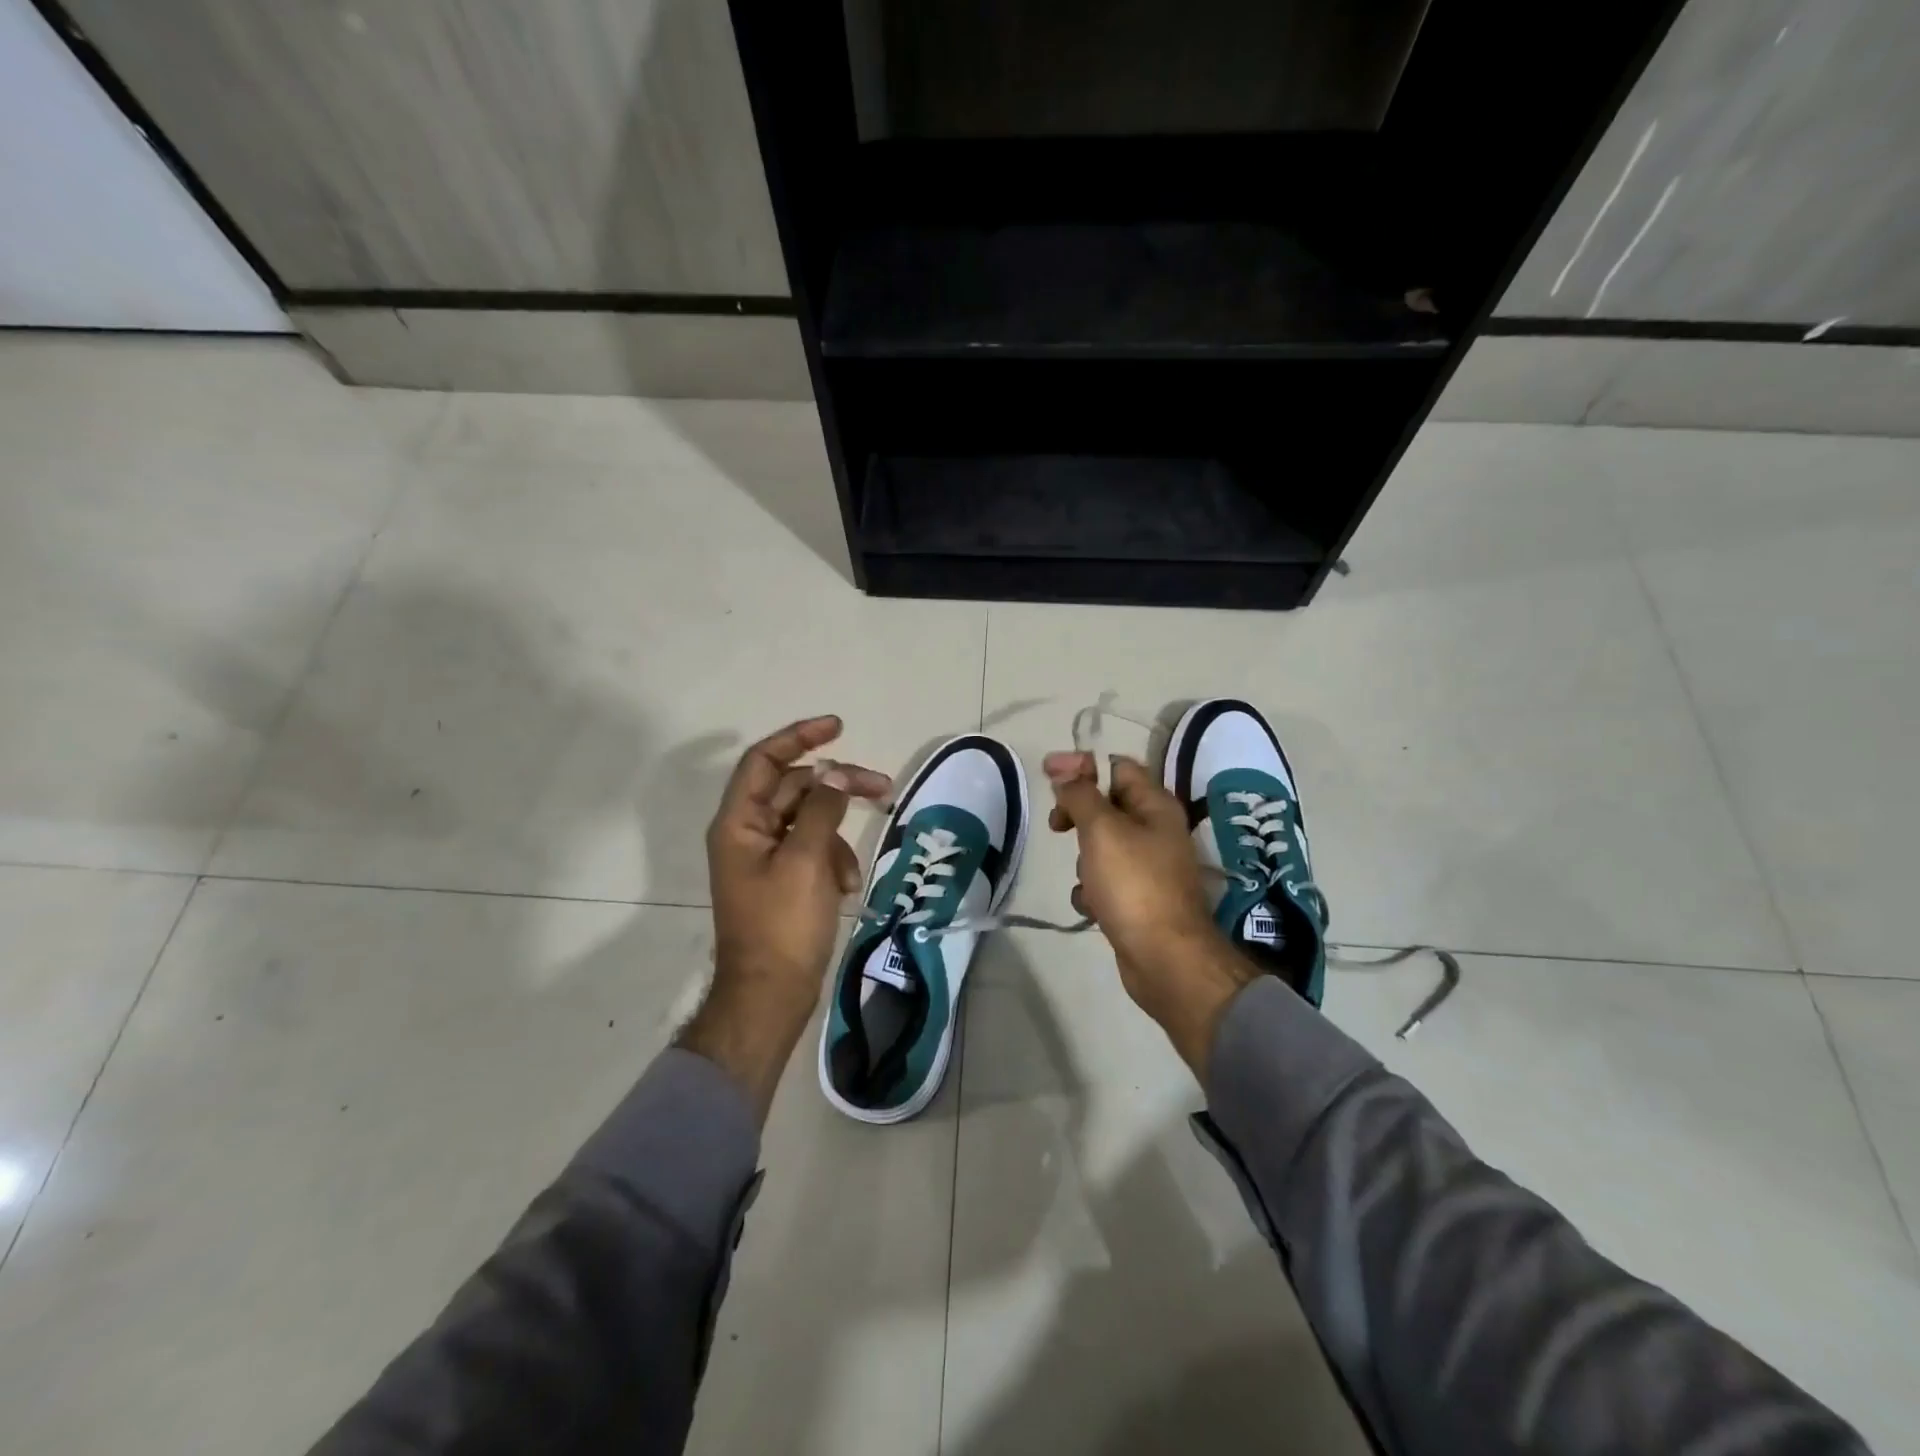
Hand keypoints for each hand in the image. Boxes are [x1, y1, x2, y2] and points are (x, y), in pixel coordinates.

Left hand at [682, 715, 889, 1119]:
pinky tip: (845, 887)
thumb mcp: (806, 861)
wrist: (770, 996)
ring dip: (838, 834)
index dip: (799, 737)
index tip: (838, 726)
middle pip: (795, 788)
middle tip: (882, 787)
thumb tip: (835, 773)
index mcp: (739, 822)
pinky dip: (833, 860)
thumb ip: (822, 809)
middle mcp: (748, 832)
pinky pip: (813, 850)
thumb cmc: (782, 926)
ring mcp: (766, 857)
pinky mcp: (784, 879)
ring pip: (809, 821)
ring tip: (853, 870)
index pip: (765, 760)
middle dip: (837, 787)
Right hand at [1044, 751, 1257, 1072]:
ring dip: (1083, 858)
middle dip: (1079, 814)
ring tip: (1085, 876)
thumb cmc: (1134, 884)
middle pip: (1107, 805)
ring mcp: (1149, 867)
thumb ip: (1081, 795)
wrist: (1165, 958)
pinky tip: (1091, 905)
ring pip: (1102, 845)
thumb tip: (1066, 771)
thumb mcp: (1102, 829)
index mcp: (1155, 805)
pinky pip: (1105, 881)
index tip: (1047, 773)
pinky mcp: (1138, 898)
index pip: (1117, 766)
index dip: (1081, 764)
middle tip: (1057, 826)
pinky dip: (1092, 890)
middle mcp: (1156, 831)